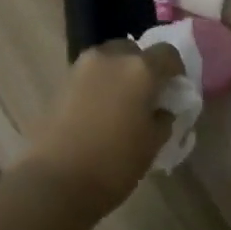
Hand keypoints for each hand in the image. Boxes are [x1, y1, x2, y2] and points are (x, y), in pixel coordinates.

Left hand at [20, 39, 184, 213]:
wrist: (54, 180)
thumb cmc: (113, 163)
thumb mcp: (152, 144)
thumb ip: (163, 118)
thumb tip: (162, 109)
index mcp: (140, 69)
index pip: (167, 53)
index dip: (175, 70)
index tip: (175, 90)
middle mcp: (110, 57)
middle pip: (133, 50)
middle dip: (143, 67)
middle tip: (147, 96)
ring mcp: (81, 67)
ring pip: (109, 60)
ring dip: (119, 74)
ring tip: (122, 105)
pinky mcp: (61, 82)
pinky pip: (89, 75)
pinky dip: (99, 85)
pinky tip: (100, 112)